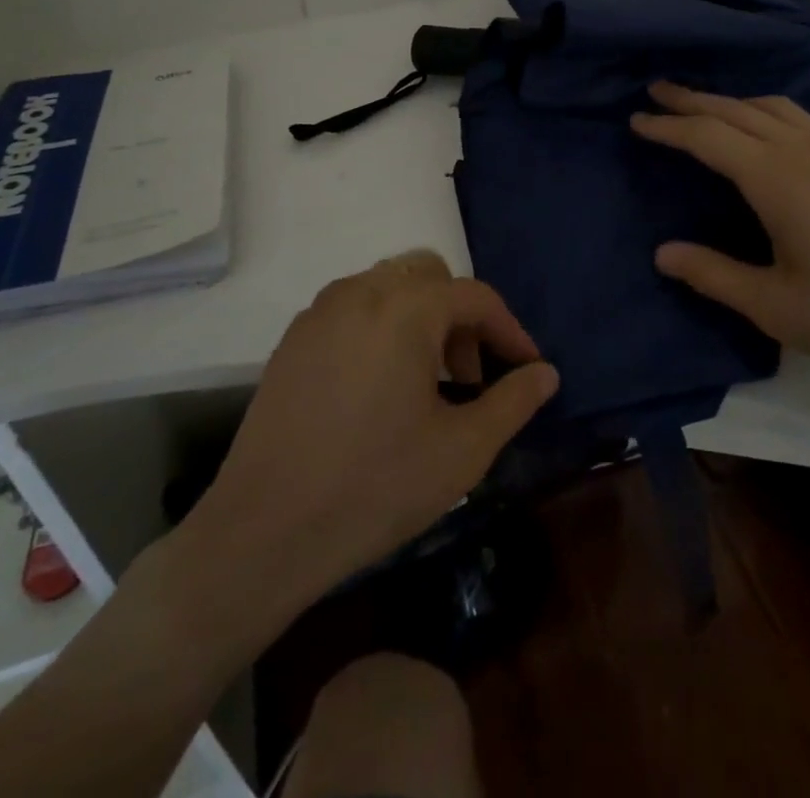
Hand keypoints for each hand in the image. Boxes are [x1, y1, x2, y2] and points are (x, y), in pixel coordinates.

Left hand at [182, 251, 558, 607]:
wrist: (263, 532)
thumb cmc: (374, 486)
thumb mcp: (462, 450)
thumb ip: (513, 401)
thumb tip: (546, 373)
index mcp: (405, 308)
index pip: (476, 297)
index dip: (510, 331)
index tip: (527, 369)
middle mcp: (360, 292)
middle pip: (431, 277)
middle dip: (462, 318)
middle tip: (469, 378)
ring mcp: (320, 312)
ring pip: (389, 287)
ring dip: (422, 319)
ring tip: (427, 384)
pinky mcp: (294, 339)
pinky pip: (354, 309)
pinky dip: (383, 327)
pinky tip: (380, 388)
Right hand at [631, 83, 809, 373]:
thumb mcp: (774, 306)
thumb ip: (713, 275)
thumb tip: (663, 253)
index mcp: (778, 180)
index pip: (710, 137)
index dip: (670, 127)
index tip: (637, 121)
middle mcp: (805, 153)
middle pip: (738, 110)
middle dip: (693, 99)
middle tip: (657, 92)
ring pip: (774, 108)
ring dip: (731, 100)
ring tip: (703, 107)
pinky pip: (800, 119)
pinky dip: (765, 112)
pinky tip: (764, 132)